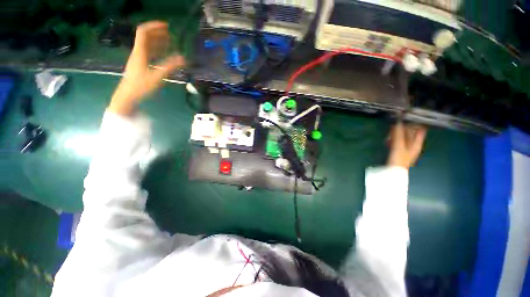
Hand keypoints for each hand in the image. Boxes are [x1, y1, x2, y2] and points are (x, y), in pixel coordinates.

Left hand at [109, 21, 185, 115]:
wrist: (127, 96)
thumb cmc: (141, 86)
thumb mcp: (157, 76)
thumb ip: (170, 67)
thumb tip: (184, 59)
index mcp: (140, 52)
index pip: (143, 32)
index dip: (154, 26)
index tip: (166, 26)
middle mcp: (138, 52)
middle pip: (146, 37)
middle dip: (158, 33)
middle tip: (171, 34)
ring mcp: (138, 59)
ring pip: (148, 45)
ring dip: (158, 42)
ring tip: (170, 42)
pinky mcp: (140, 65)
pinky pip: (149, 53)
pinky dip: (157, 51)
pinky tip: (164, 54)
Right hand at [387, 122, 426, 168]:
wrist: (393, 172)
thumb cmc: (399, 159)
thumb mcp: (399, 146)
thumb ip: (399, 134)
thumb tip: (398, 122)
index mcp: (417, 144)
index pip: (420, 130)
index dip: (416, 123)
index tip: (407, 118)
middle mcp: (413, 145)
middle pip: (411, 133)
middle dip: (403, 128)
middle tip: (395, 125)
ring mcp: (406, 148)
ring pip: (403, 137)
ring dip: (396, 134)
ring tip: (389, 133)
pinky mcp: (398, 151)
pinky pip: (397, 142)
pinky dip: (393, 139)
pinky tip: (388, 139)